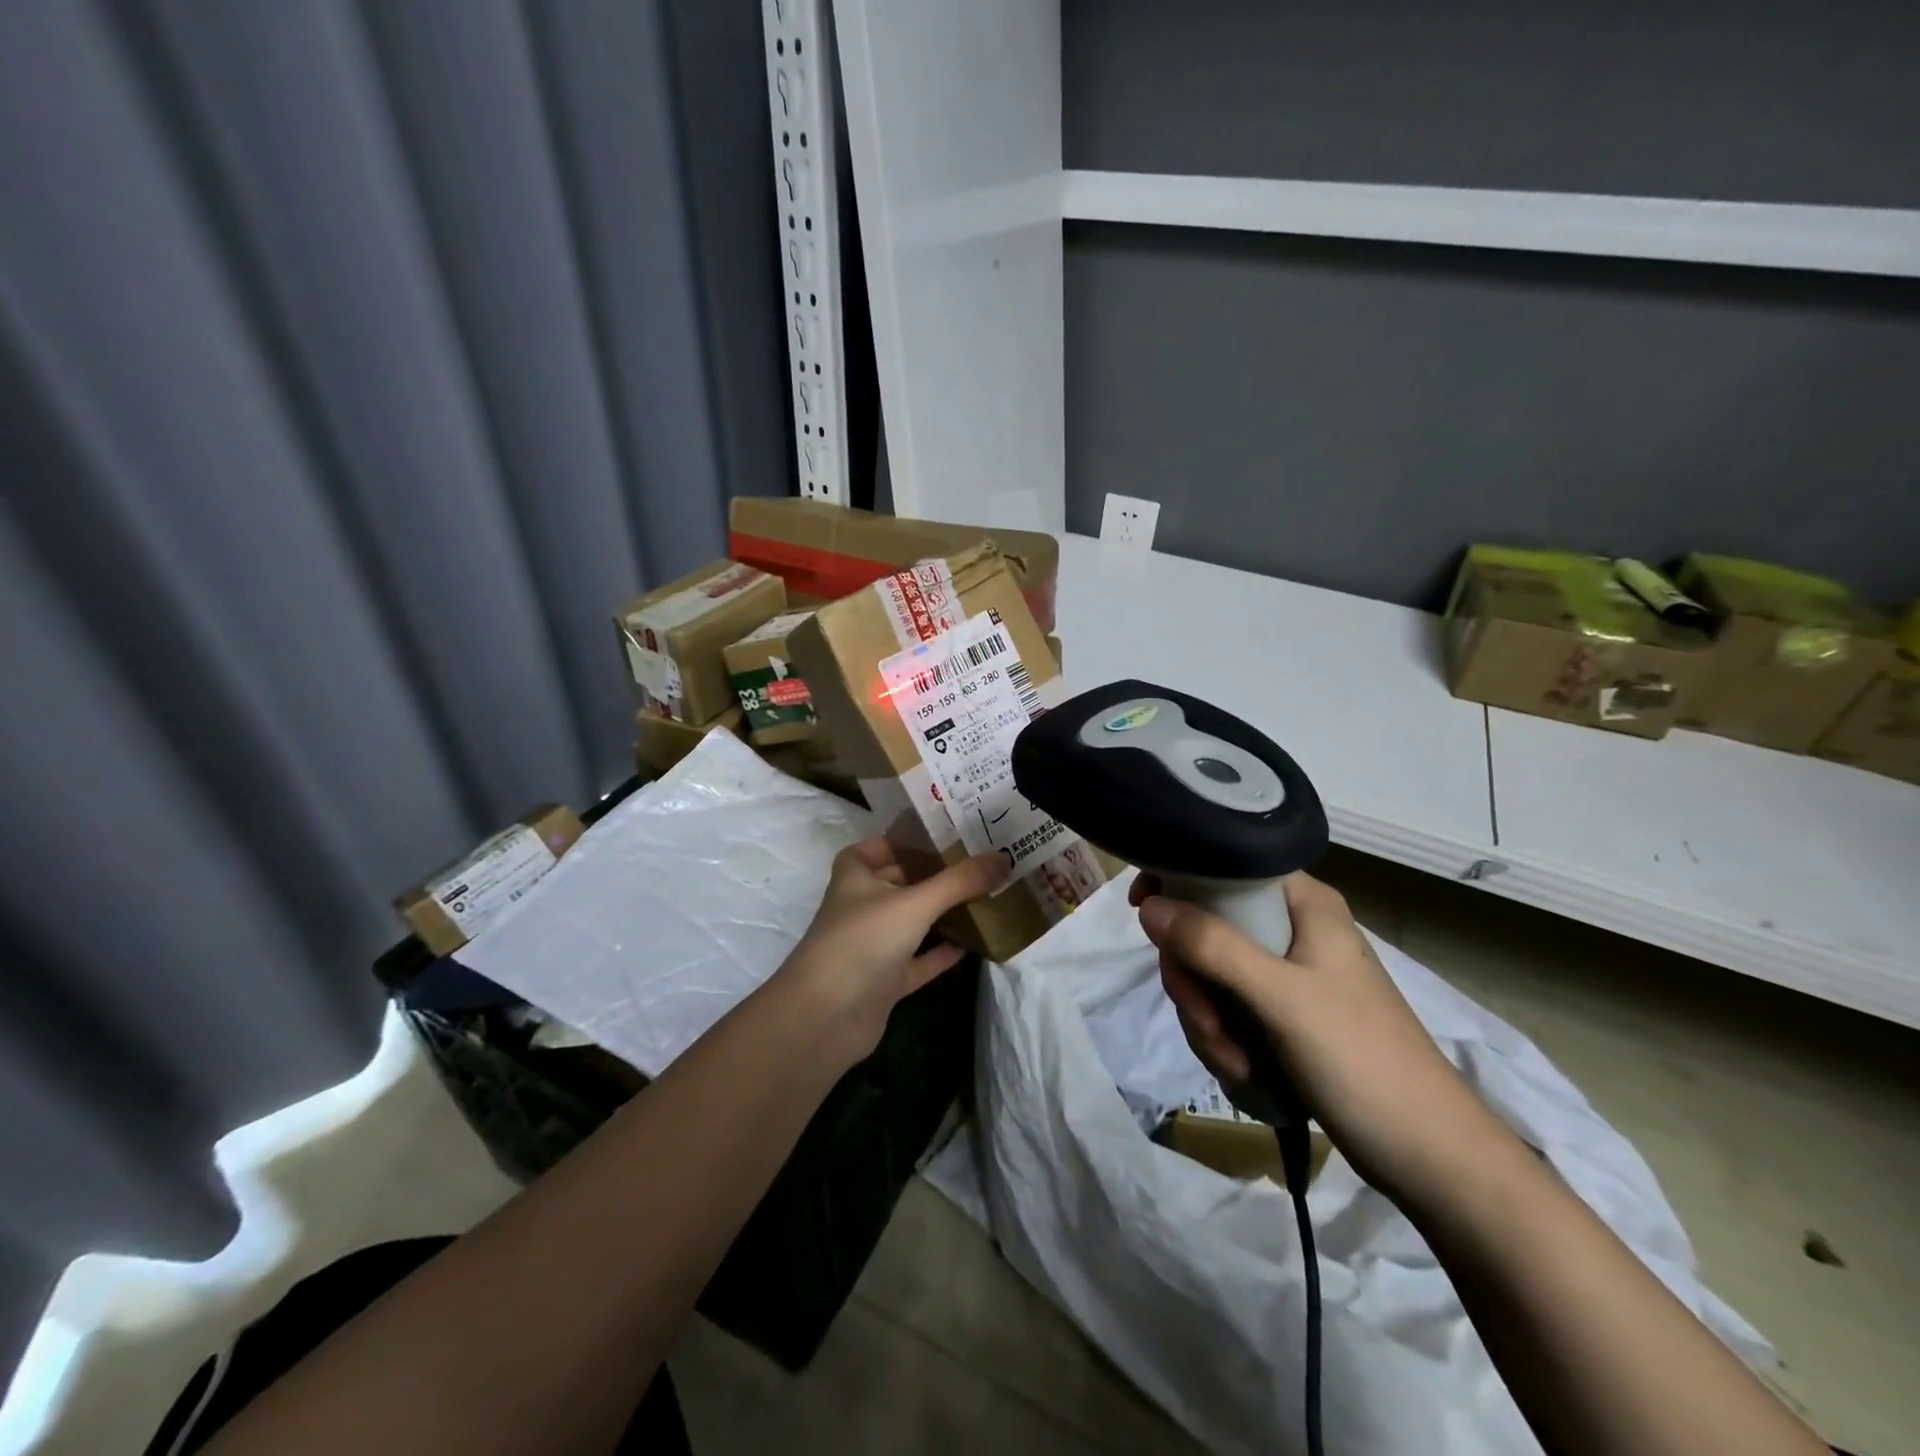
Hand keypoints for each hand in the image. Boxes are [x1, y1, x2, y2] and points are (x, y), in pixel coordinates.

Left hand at [779, 837, 1006, 1065]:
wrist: (826, 1017)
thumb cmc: (864, 940)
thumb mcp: (915, 903)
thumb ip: (959, 881)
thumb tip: (1002, 858)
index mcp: (855, 878)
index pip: (874, 848)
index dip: (901, 841)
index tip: (939, 837)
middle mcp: (860, 908)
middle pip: (897, 884)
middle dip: (931, 876)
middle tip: (976, 865)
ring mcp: (871, 947)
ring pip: (910, 924)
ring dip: (939, 915)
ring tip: (981, 900)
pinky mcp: (882, 982)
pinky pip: (917, 962)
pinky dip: (940, 954)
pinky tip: (971, 946)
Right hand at [1133, 871, 1513, 1206]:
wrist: (1429, 1156)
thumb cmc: (1362, 1060)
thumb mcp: (1281, 998)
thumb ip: (1213, 947)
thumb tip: (1148, 907)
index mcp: (1303, 904)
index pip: (1224, 865)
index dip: (1179, 881)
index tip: (1142, 912)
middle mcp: (1292, 928)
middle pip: (1206, 927)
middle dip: (1194, 980)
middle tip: (1208, 1021)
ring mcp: (1287, 974)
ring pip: (1209, 972)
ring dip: (1207, 1019)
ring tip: (1235, 1060)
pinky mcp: (1283, 1014)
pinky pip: (1225, 1007)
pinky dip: (1222, 1038)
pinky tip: (1243, 1070)